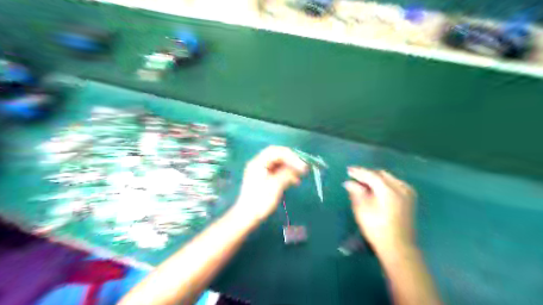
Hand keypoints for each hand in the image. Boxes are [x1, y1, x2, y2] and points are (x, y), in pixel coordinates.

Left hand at [236, 147, 306, 222]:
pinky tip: (294, 181)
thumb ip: (287, 174)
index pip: (276, 151)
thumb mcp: (275, 186)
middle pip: (277, 156)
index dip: (290, 156)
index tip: (302, 165)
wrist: (247, 217)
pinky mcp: (264, 179)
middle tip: (303, 168)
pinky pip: (277, 172)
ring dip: (290, 168)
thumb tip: (299, 168)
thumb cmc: (260, 201)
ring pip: (278, 164)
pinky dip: (286, 174)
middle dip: (291, 161)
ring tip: (301, 176)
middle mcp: (258, 164)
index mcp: (258, 163)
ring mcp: (261, 171)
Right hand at [343, 166, 416, 254]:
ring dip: (375, 178)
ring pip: (388, 178)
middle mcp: (400, 187)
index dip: (358, 171)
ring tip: (363, 182)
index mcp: (388, 189)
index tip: (348, 170)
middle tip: (354, 177)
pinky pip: (394, 184)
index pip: (371, 174)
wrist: (398, 246)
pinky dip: (384, 183)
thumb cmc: (376, 228)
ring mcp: (407, 192)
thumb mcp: (362, 209)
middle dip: (367, 174)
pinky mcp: (409, 198)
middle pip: (381, 174)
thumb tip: (349, 182)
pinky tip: (376, 188)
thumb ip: (356, 192)